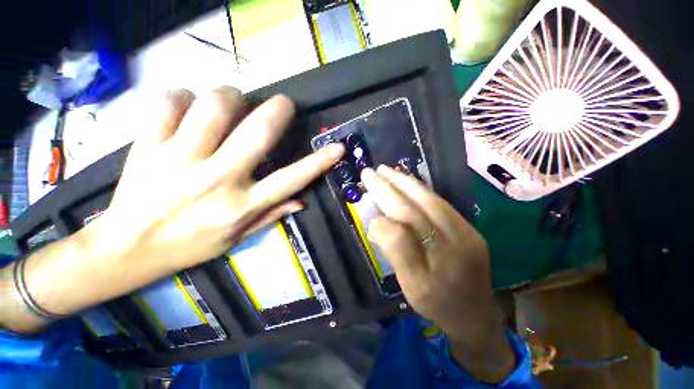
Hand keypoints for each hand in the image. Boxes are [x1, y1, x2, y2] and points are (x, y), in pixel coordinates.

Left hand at [12, 87, 344, 325]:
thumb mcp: (238, 238)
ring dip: (230, 96)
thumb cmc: (190, 246)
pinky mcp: (146, 146)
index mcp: (242, 204)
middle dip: (278, 110)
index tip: (337, 148)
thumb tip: (302, 200)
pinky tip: (186, 108)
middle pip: (256, 132)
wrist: (127, 249)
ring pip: (213, 106)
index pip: (292, 179)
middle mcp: (217, 179)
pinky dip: (182, 97)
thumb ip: (272, 215)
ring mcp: (179, 160)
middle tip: (282, 104)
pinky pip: (169, 102)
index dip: (319, 162)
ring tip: (231, 102)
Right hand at [361, 165, 514, 382]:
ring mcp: (466, 233)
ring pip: (431, 201)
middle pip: (417, 209)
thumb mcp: (410, 287)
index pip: (402, 235)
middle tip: (370, 172)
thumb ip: (394, 253)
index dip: (381, 217)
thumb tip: (377, 223)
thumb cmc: (437, 303)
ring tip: (387, 170)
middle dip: (390, 188)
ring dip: (405, 182)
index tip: (364, 200)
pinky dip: (420, 189)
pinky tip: (408, 182)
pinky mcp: (470, 228)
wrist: (476, 313)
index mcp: (434, 270)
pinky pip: (440, 203)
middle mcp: (454, 246)